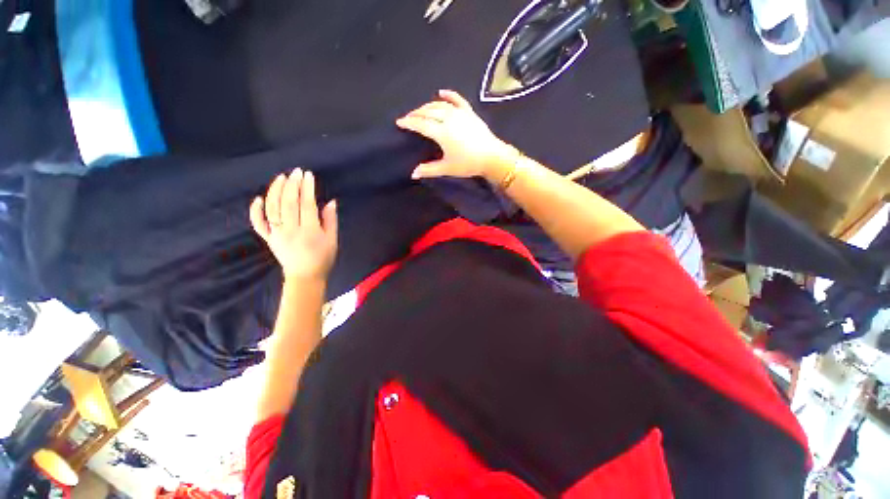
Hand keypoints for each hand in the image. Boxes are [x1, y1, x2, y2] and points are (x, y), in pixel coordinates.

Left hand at [250, 169, 337, 281]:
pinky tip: (258, 198)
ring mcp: (276, 234)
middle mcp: (290, 230)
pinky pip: (258, 223)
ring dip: (275, 191)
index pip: (306, 204)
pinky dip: (255, 210)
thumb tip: (330, 202)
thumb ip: (331, 220)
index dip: (307, 188)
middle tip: (296, 172)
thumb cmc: (323, 258)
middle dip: (292, 185)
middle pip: (288, 203)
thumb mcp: (332, 240)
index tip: (308, 175)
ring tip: (281, 178)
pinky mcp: (268, 238)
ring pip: (272, 208)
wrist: (305, 277)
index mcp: (309, 231)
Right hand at [396, 90, 517, 181]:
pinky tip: (441, 92)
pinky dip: (448, 95)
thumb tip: (413, 174)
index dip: (409, 122)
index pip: (421, 124)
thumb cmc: (469, 164)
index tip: (399, 122)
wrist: (492, 157)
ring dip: (428, 106)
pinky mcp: (469, 112)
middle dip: (416, 113)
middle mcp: (449, 119)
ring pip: (440, 105)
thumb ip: (429, 170)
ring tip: (420, 110)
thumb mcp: (447, 168)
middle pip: (428, 112)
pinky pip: (457, 99)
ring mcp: (460, 113)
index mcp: (442, 132)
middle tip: (409, 118)